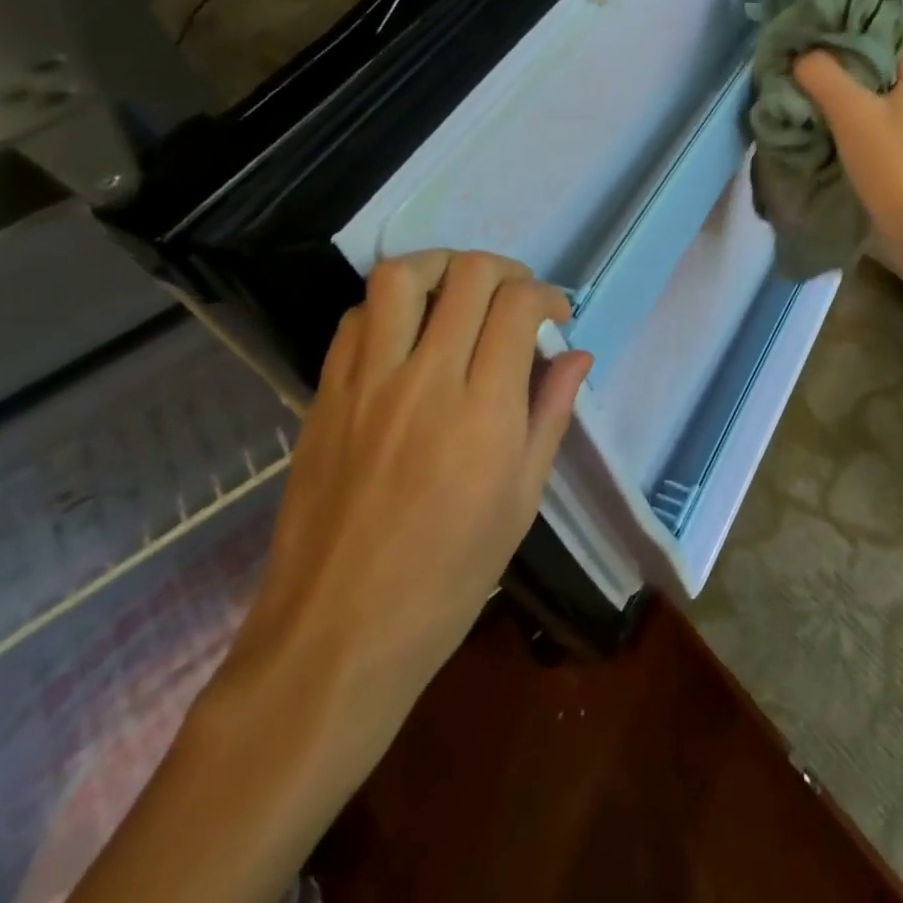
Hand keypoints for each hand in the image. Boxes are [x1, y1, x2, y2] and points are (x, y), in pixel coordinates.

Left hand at [232, 252, 590, 715]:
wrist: (338, 635)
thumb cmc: (449, 576)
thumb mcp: (522, 499)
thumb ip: (551, 414)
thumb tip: (578, 356)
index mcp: (485, 410)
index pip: (518, 305)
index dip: (546, 296)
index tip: (556, 318)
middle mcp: (426, 379)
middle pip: (468, 274)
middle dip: (505, 272)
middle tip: (516, 301)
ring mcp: (367, 383)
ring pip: (400, 276)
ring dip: (441, 267)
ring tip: (459, 293)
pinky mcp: (325, 395)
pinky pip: (355, 318)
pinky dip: (389, 307)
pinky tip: (407, 334)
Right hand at [792, 37, 902, 289]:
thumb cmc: (892, 163)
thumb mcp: (852, 110)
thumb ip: (822, 73)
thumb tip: (799, 54)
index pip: (887, 23)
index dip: (852, 15)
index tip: (813, 16)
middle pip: (873, 54)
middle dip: (836, 50)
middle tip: (795, 47)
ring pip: (866, 87)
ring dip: (835, 83)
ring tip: (795, 77)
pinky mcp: (895, 146)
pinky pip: (864, 115)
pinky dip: (840, 111)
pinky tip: (811, 113)